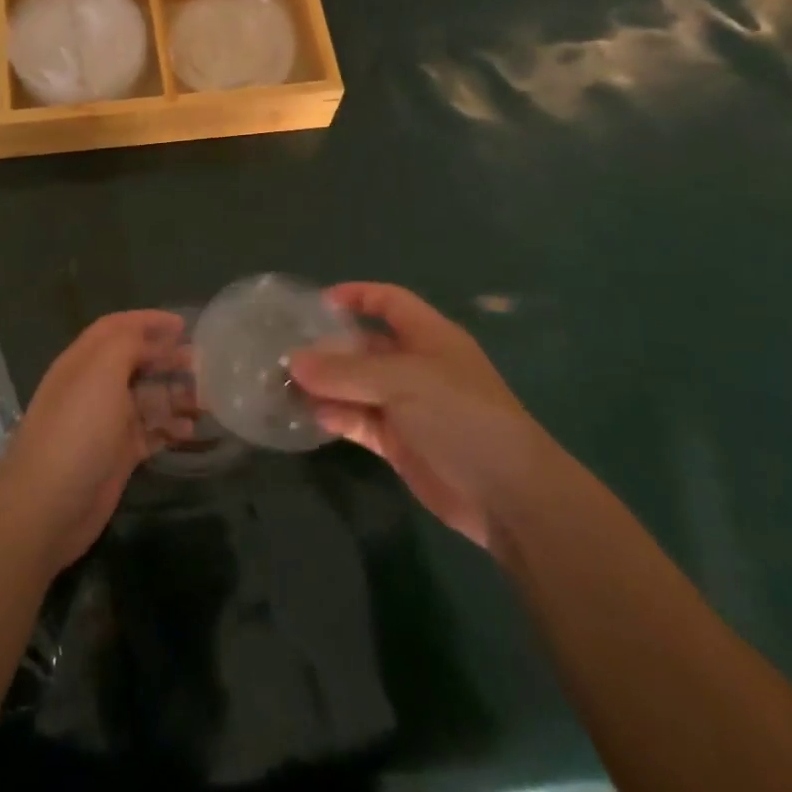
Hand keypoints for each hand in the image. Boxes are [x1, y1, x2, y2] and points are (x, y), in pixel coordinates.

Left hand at [0, 310, 190, 573]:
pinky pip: (149, 432)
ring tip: (205, 400)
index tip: (184, 325)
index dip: (148, 321)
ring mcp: (105, 423)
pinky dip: (169, 428)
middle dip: (167, 357)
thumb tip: (153, 340)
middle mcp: (93, 387)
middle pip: (135, 361)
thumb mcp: (101, 373)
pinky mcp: (116, 455)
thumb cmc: (76, 430)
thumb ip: (127, 344)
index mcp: (84, 362)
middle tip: (203, 363)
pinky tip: (190, 430)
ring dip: (174, 394)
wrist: (47, 508)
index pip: (116, 328)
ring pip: (146, 398)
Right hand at [289, 283, 548, 549]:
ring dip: (325, 385)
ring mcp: (407, 406)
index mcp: (429, 337)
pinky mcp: (398, 443)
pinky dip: (336, 417)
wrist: (508, 495)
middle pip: (364, 346)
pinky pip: (359, 421)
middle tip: (284, 352)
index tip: (315, 303)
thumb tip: (294, 362)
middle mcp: (416, 366)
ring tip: (285, 385)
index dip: (356, 296)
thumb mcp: (404, 381)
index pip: (389, 301)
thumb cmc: (462, 416)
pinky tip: (310, 417)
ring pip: (357, 386)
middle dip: (328, 348)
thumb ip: (347, 371)